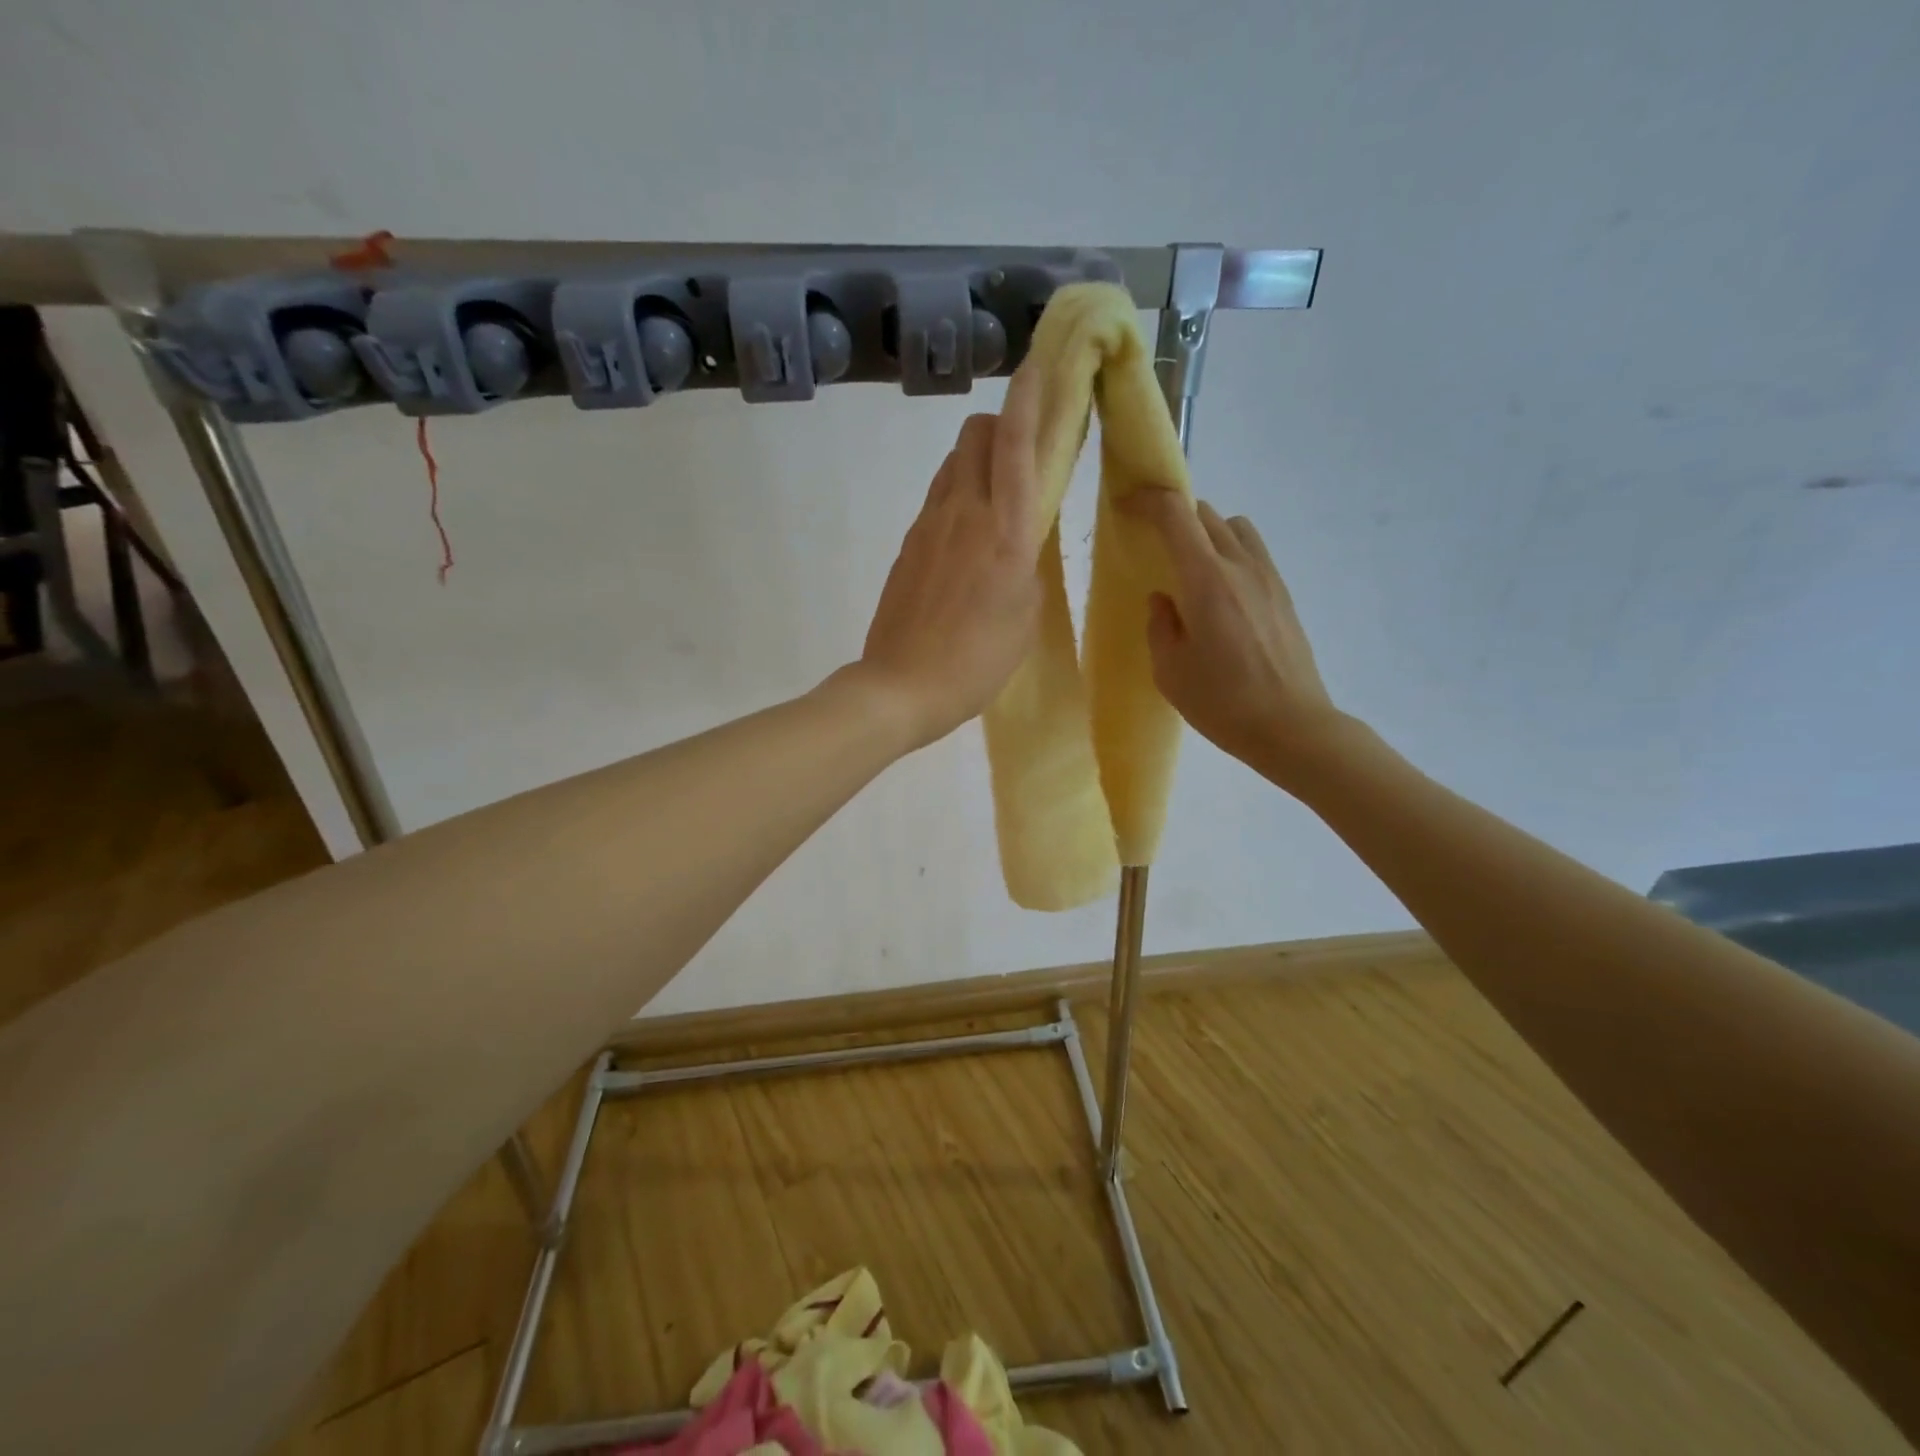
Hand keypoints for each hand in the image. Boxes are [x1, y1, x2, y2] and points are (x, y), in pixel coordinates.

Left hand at [855, 368, 1044, 750]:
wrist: (902, 686)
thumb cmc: (977, 660)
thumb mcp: (1025, 616)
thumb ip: (1027, 563)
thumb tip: (1019, 539)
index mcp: (1004, 530)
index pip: (1016, 444)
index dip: (1028, 399)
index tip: (1038, 367)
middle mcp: (963, 513)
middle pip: (976, 435)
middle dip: (1001, 425)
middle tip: (1022, 450)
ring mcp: (928, 525)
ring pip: (954, 464)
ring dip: (978, 460)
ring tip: (995, 496)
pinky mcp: (907, 544)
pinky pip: (937, 499)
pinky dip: (957, 494)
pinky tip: (966, 535)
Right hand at [1120, 490, 1346, 788]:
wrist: (1292, 726)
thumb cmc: (1222, 702)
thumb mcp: (1170, 671)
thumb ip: (1161, 625)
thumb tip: (1164, 599)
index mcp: (1205, 580)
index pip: (1175, 514)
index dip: (1147, 500)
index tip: (1126, 506)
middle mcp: (1239, 565)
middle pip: (1204, 514)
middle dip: (1174, 517)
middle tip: (1153, 545)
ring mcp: (1267, 576)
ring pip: (1233, 527)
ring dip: (1206, 532)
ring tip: (1189, 566)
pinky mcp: (1284, 593)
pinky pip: (1252, 550)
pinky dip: (1229, 551)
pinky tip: (1220, 591)